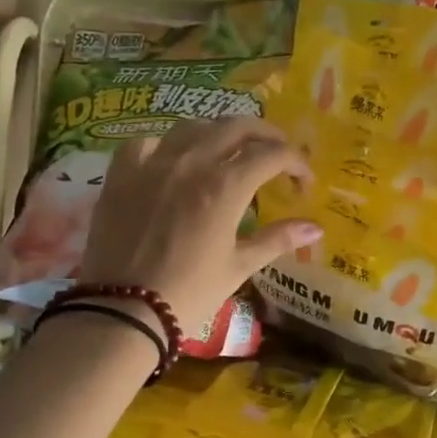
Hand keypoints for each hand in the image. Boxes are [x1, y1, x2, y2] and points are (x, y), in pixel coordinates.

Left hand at [75, 118, 320, 333]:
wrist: (122, 311)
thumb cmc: (189, 293)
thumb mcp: (238, 267)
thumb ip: (277, 240)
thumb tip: (315, 227)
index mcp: (225, 186)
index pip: (272, 155)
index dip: (296, 163)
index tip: (304, 182)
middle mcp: (191, 162)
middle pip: (235, 126)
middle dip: (265, 134)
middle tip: (276, 152)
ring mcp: (152, 164)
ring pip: (192, 126)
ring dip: (218, 132)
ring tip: (228, 150)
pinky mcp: (121, 175)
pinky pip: (145, 142)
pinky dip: (166, 145)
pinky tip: (172, 160)